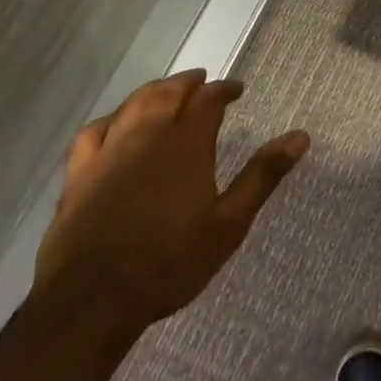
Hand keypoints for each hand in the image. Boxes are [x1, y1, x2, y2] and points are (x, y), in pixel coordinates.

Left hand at [32, 71, 308, 323]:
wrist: (92, 300)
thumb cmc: (170, 262)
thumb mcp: (230, 223)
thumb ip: (263, 176)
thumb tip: (301, 136)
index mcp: (187, 142)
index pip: (209, 99)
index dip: (224, 89)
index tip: (237, 89)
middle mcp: (148, 134)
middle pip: (169, 92)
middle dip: (189, 82)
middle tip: (203, 81)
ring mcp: (109, 151)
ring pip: (133, 104)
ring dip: (153, 91)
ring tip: (166, 91)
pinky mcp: (79, 173)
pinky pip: (94, 131)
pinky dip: (110, 119)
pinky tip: (114, 123)